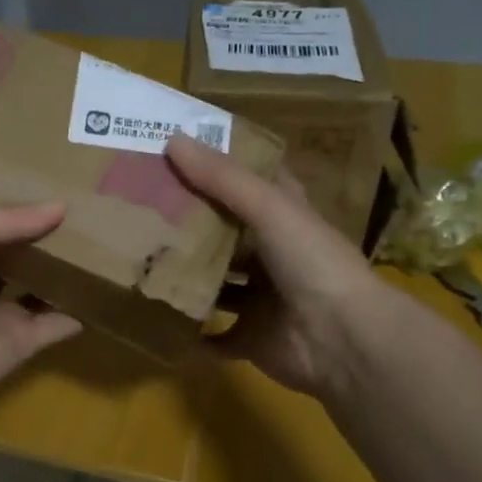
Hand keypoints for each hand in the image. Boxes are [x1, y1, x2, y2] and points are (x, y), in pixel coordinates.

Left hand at [0, 205, 82, 415]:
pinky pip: (53, 327)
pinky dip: (74, 316)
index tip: (43, 193)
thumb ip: (3, 218)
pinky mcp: (19, 345)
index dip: (9, 213)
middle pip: (11, 261)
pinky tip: (98, 295)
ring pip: (34, 293)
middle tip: (77, 219)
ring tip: (94, 250)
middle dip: (38, 243)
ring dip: (59, 277)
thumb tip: (59, 207)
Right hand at [165, 134, 384, 398]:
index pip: (254, 184)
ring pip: (217, 285)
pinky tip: (156, 319)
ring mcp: (262, 300)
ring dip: (186, 278)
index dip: (223, 168)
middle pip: (228, 234)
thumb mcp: (270, 208)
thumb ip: (223, 178)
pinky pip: (213, 337)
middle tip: (141, 208)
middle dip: (190, 224)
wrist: (342, 341)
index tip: (179, 154)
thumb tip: (172, 139)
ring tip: (139, 262)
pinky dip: (190, 334)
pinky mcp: (251, 339)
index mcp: (287, 219)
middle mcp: (275, 256)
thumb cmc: (313, 264)